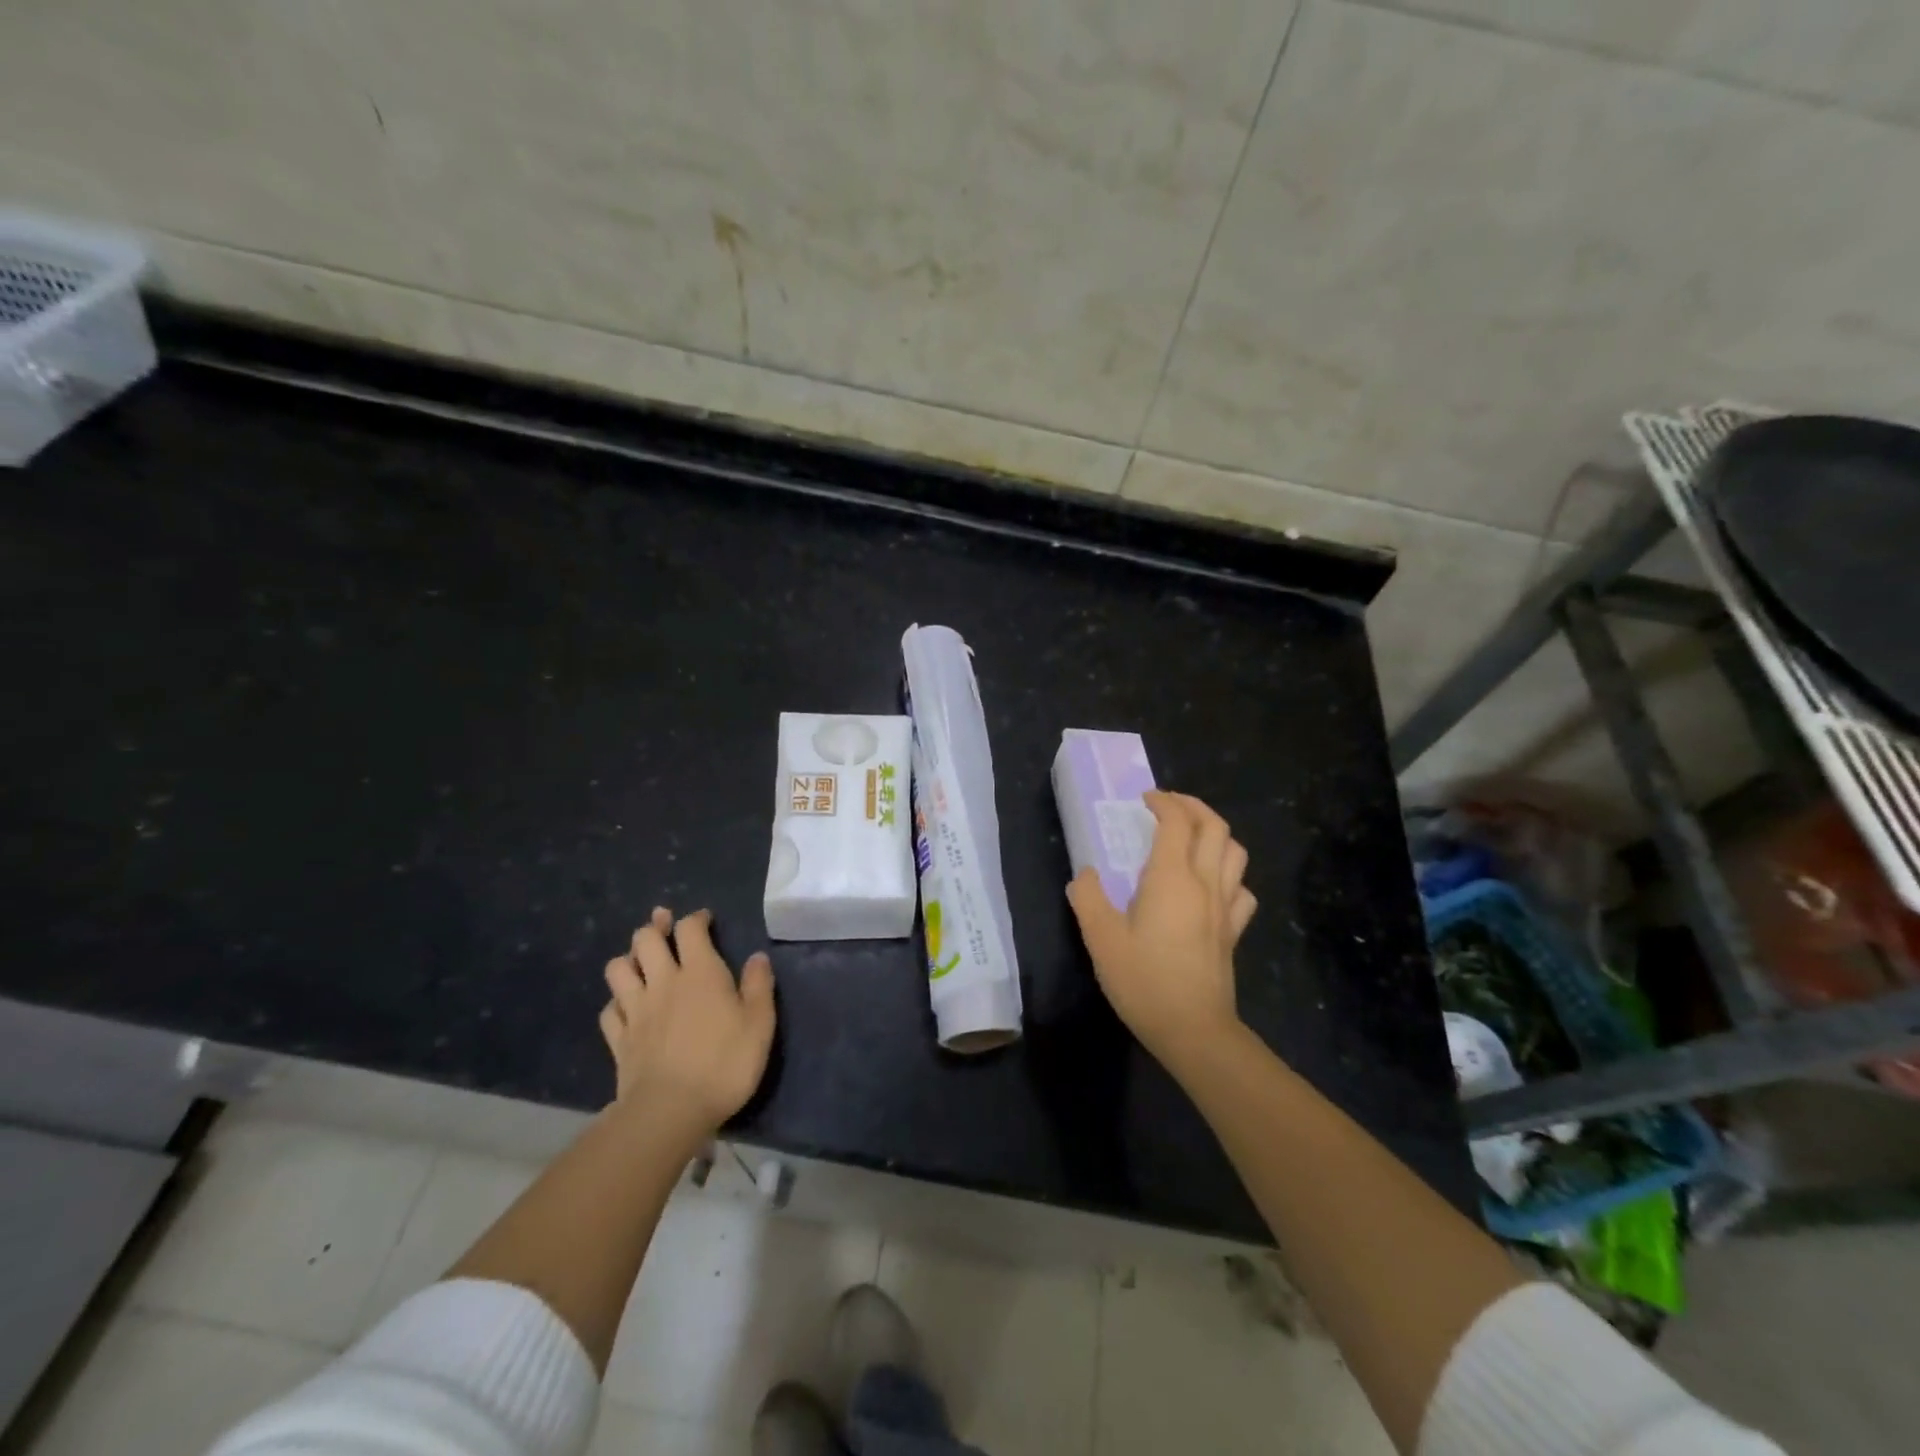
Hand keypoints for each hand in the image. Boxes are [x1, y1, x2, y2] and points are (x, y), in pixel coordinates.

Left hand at [599, 907, 775, 1135]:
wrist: (671, 1111)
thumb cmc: (724, 1063)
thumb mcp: (760, 1023)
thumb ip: (758, 986)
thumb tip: (757, 957)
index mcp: (700, 972)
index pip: (690, 929)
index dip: (696, 918)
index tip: (705, 920)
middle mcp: (663, 982)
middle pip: (645, 939)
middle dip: (654, 928)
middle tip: (665, 927)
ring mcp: (635, 1010)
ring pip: (617, 969)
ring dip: (628, 960)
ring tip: (641, 964)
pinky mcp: (619, 1040)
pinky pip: (609, 1010)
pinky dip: (617, 1002)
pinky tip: (627, 1008)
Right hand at [1067, 791, 1256, 1076]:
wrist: (1194, 1030)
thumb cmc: (1144, 981)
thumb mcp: (1101, 939)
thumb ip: (1088, 898)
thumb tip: (1085, 875)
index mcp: (1172, 878)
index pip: (1177, 822)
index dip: (1163, 802)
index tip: (1144, 799)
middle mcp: (1205, 883)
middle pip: (1215, 826)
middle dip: (1193, 806)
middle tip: (1169, 805)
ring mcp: (1225, 907)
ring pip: (1235, 852)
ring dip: (1216, 833)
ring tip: (1192, 836)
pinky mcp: (1234, 931)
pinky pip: (1242, 889)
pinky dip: (1229, 875)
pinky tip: (1213, 885)